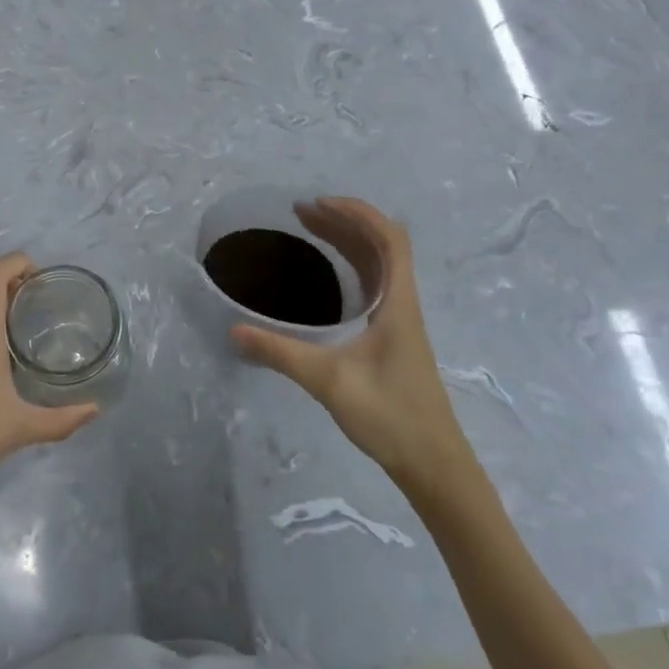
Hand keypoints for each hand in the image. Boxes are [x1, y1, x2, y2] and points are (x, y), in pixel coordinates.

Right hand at [230, 197, 478, 510]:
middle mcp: (403, 304)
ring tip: (311, 231)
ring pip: (379, 266)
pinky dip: (353, 267)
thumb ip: (280, 354)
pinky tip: (329, 276)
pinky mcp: (395, 339)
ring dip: (349, 242)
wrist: (434, 465)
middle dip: (344, 221)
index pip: (390, 239)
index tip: (319, 204)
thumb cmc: (390, 416)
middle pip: (382, 246)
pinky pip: (375, 286)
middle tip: (302, 213)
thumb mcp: (328, 381)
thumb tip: (234, 330)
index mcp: (398, 304)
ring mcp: (401, 322)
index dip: (358, 213)